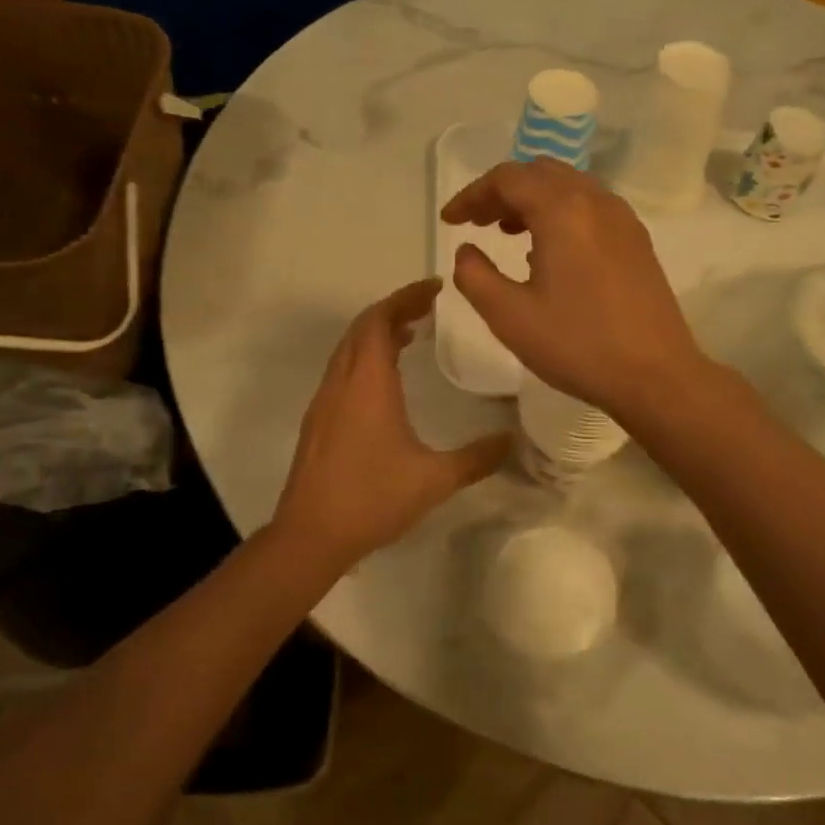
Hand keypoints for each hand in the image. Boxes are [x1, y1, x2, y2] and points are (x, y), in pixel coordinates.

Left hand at [273, 279, 510, 567]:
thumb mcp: (435, 479)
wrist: (311, 536)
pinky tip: (385, 379)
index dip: (406, 297)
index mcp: (367, 384)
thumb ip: (477, 457)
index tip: (436, 288)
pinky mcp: (318, 420)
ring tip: (410, 333)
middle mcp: (341, 383)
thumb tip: (512, 440)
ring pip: (348, 349)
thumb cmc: (373, 499)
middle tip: (428, 306)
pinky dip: (364, 356)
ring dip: (377, 332)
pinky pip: (342, 369)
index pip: (380, 320)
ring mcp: (324, 401)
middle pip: (362, 327)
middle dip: (393, 308)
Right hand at [441, 158, 709, 419]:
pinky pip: (591, 206)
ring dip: (533, 199)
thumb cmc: (577, 345)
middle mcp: (595, 201)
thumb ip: (475, 276)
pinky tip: (550, 251)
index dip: (472, 195)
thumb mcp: (509, 316)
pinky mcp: (637, 240)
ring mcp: (622, 219)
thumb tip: (467, 251)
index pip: (507, 178)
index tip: (450, 221)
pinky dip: (561, 212)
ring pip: (569, 186)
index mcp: (562, 210)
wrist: (655, 375)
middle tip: (478, 222)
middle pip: (540, 173)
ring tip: (508, 232)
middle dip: (502, 191)